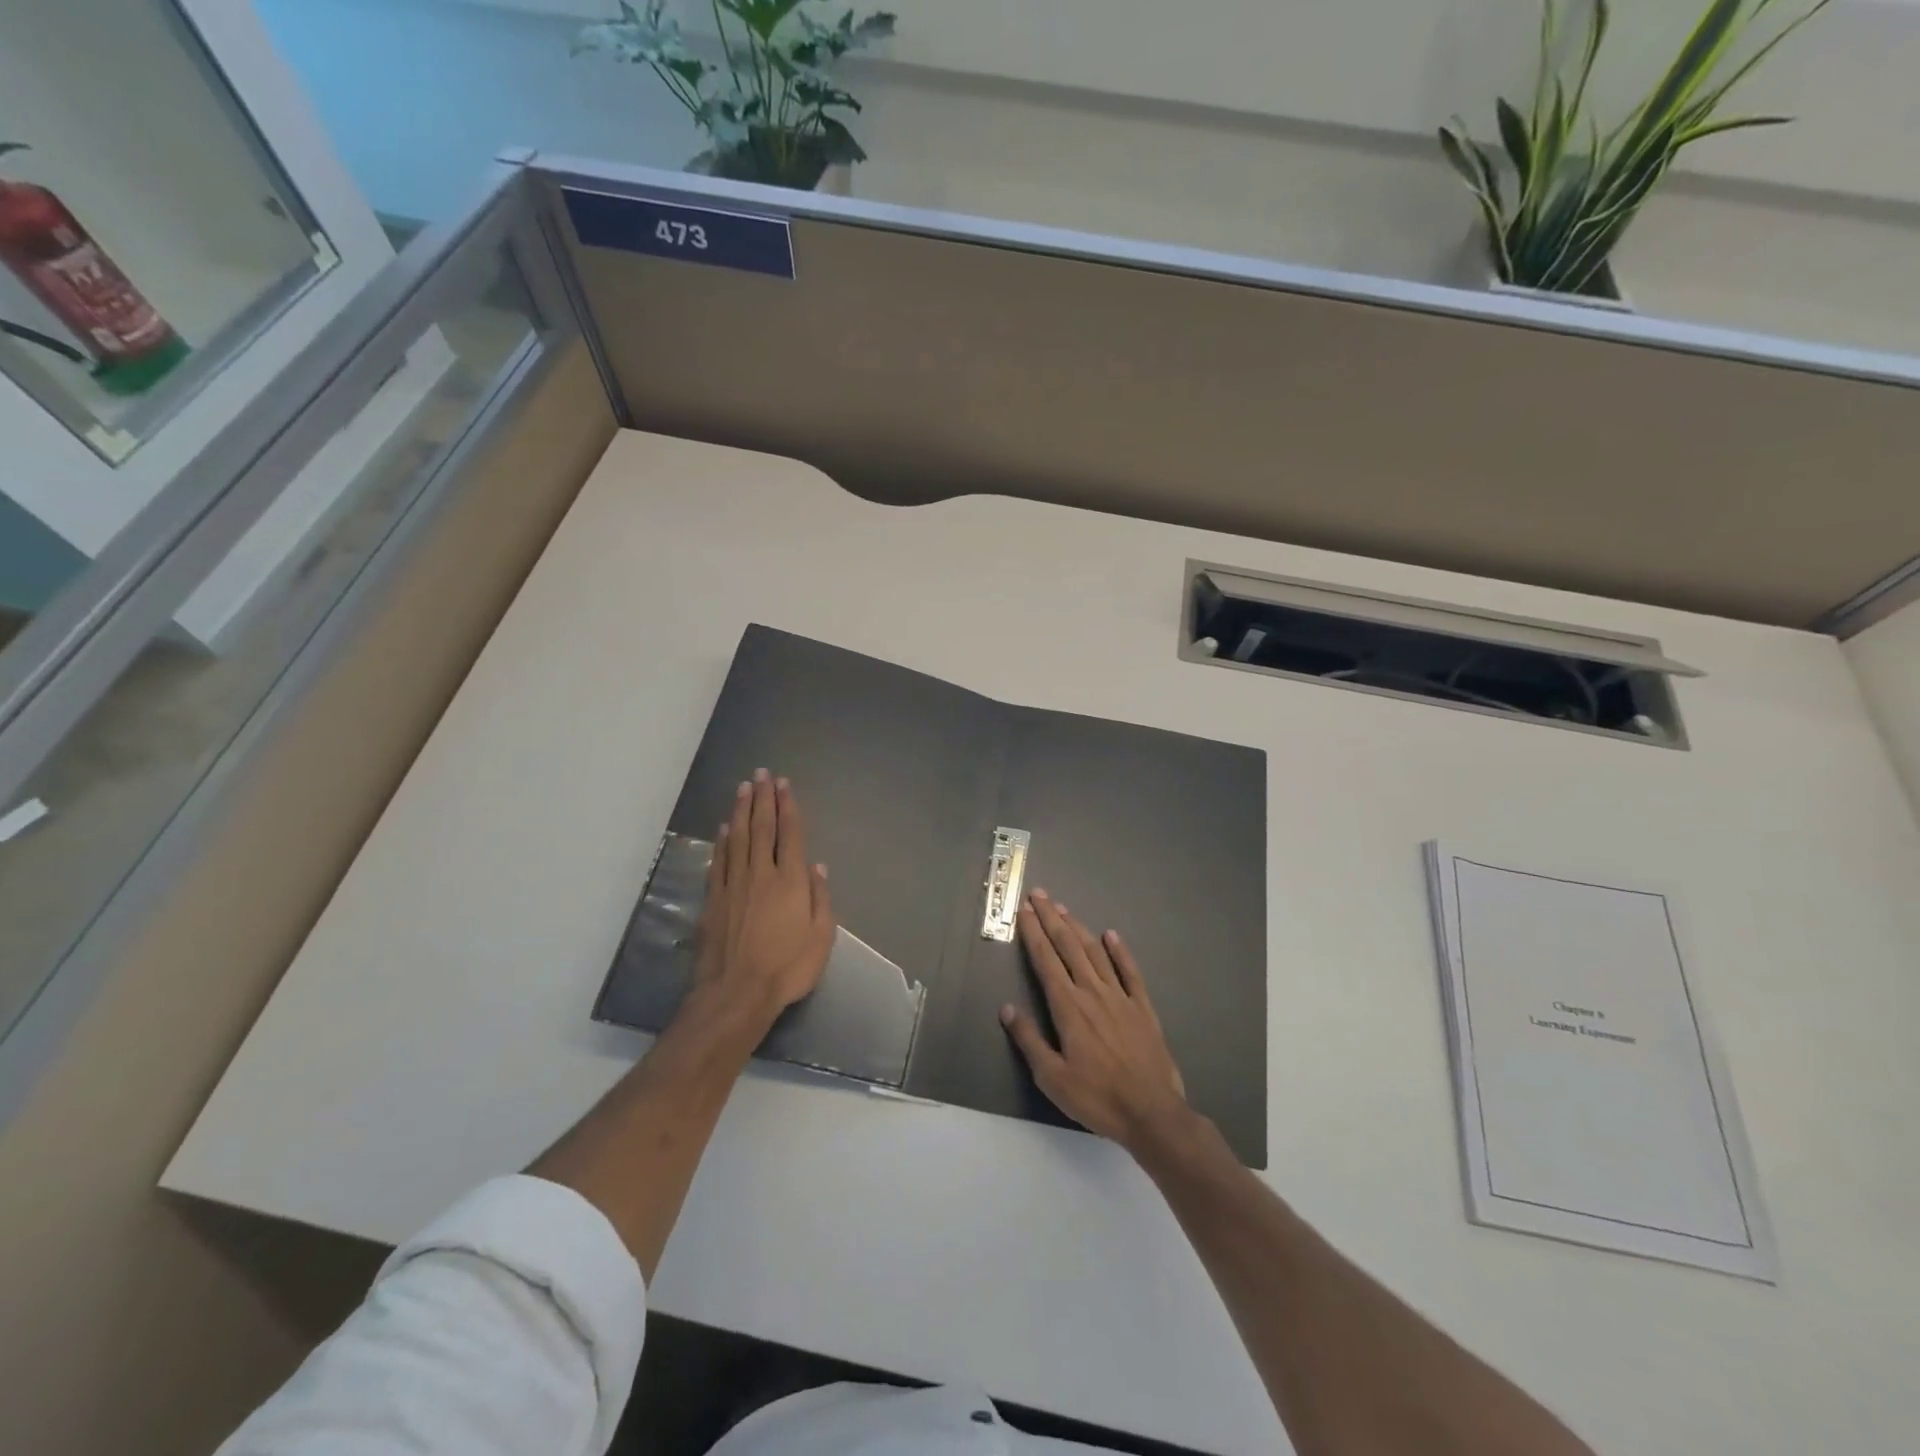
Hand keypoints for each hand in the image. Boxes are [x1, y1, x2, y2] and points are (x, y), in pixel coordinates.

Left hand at [687, 769, 834, 1029]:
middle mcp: (761, 874)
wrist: (735, 994)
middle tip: (762, 774)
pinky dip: (721, 842)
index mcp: (791, 881)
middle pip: (762, 828)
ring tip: (743, 788)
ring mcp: (733, 885)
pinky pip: (718, 861)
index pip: (790, 834)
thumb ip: (820, 899)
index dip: (788, 807)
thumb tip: (818, 867)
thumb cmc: (787, 968)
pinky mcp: (713, 900)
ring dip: (740, 811)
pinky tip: (723, 829)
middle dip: (763, 799)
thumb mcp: (821, 938)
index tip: (784, 784)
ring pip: (737, 838)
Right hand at [1000, 889, 1189, 1154]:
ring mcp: (1121, 997)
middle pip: (1069, 947)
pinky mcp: (1143, 1007)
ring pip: (1096, 953)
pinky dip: (1120, 951)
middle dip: (1052, 919)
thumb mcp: (1052, 1078)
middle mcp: (1093, 992)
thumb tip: (1007, 1008)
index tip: (1024, 910)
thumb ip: (1029, 1040)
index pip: (1046, 961)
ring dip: (1078, 928)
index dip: (1033, 933)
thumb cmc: (1097, 1098)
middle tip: (1039, 895)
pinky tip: (1112, 936)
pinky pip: (1130, 972)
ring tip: (1064, 909)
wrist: (1152, 1113)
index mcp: (1069, 1007)